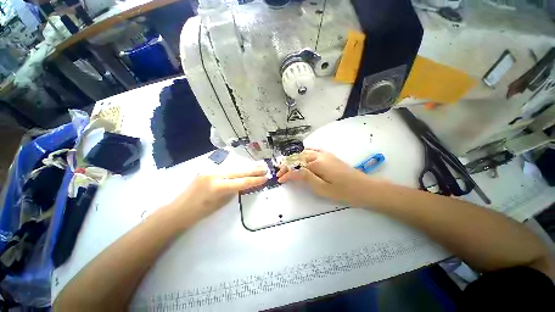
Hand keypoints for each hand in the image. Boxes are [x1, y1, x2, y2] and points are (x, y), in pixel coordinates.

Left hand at [169, 168, 267, 221]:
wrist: (179, 209)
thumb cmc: (201, 212)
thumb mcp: (221, 203)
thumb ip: (233, 191)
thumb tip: (243, 183)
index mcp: (218, 186)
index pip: (242, 182)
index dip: (255, 180)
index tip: (265, 178)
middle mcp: (215, 174)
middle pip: (239, 171)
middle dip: (253, 170)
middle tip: (265, 168)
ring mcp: (210, 170)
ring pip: (234, 168)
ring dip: (247, 168)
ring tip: (258, 166)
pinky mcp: (208, 169)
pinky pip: (226, 169)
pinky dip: (237, 169)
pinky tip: (244, 168)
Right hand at [277, 149, 375, 206]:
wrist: (365, 188)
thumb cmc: (344, 191)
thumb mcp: (323, 188)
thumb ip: (306, 178)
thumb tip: (292, 172)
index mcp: (317, 163)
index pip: (296, 167)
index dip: (287, 173)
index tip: (279, 180)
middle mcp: (319, 155)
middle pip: (298, 157)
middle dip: (288, 165)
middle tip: (281, 173)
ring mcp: (325, 154)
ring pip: (304, 153)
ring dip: (295, 159)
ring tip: (288, 167)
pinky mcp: (329, 156)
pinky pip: (312, 152)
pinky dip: (303, 155)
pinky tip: (302, 160)